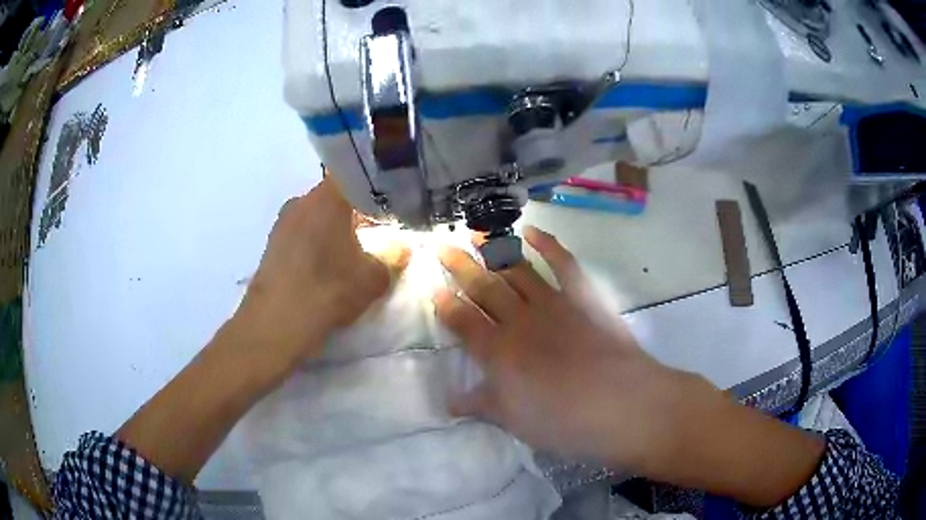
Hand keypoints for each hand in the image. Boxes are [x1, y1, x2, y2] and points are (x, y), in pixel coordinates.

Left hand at [235, 177, 409, 370]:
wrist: (276, 322)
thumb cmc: (328, 289)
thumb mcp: (372, 278)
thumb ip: (392, 258)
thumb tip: (402, 248)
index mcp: (327, 198)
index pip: (355, 176)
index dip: (374, 188)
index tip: (388, 203)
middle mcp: (301, 201)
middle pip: (333, 197)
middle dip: (354, 211)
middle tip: (373, 229)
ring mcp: (282, 223)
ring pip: (315, 216)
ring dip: (331, 229)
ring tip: (349, 251)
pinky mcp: (271, 245)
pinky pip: (300, 235)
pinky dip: (314, 244)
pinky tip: (323, 266)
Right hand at [434, 226, 724, 474]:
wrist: (620, 405)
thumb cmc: (563, 421)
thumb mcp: (514, 421)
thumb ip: (481, 404)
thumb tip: (448, 402)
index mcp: (498, 352)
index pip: (463, 322)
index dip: (446, 305)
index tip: (433, 289)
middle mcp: (519, 320)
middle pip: (483, 287)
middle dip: (459, 267)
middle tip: (440, 247)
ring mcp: (553, 303)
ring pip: (516, 270)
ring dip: (494, 250)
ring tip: (474, 233)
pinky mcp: (582, 297)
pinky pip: (563, 263)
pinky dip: (547, 244)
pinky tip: (532, 231)